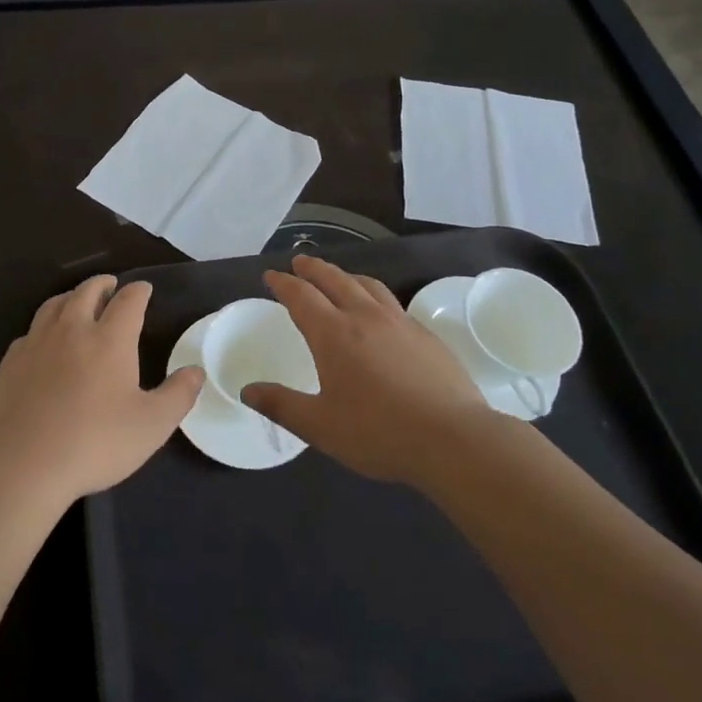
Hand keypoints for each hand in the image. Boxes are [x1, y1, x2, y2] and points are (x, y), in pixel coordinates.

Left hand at [0, 275, 203, 508]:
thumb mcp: (151, 425)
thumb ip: (178, 395)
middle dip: (102, 284)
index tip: (144, 289)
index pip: (128, 301)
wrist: (22, 462)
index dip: (138, 291)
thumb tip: (196, 371)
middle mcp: (72, 329)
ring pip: (54, 305)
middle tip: (110, 285)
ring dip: (70, 297)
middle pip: (87, 292)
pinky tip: (43, 340)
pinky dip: (43, 326)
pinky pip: (30, 332)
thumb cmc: (95, 442)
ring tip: (76, 300)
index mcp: (110, 339)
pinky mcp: (11, 362)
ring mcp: (37, 343)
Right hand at [242, 254, 494, 486]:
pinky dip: (374, 296)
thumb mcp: (320, 426)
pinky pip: (392, 303)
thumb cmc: (379, 432)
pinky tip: (379, 314)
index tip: (271, 276)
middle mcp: (364, 317)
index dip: (283, 283)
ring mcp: (399, 323)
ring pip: (367, 285)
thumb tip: (247, 391)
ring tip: (339, 278)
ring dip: (346, 276)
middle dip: (313, 268)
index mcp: (333, 333)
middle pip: (334, 279)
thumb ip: (281, 406)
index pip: (301, 296)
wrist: (453, 439)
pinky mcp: (426, 335)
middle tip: (299, 262)